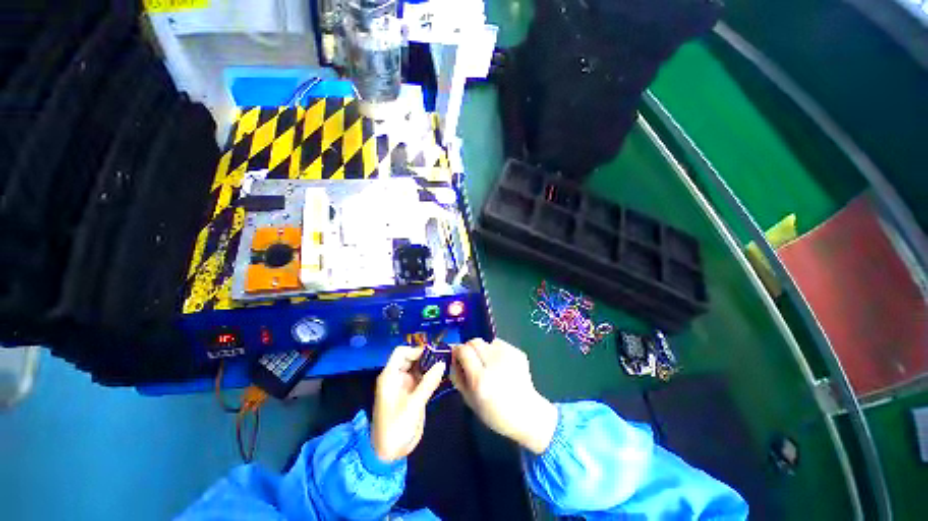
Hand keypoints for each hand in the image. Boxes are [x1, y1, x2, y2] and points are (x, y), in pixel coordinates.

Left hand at [371, 346, 444, 462]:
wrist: (389, 454)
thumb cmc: (396, 427)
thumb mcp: (413, 405)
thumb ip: (428, 383)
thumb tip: (442, 363)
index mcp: (390, 376)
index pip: (401, 352)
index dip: (416, 350)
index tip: (433, 354)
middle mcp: (396, 377)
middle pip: (411, 358)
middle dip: (426, 356)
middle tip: (443, 357)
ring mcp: (404, 385)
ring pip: (418, 368)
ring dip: (430, 365)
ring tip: (445, 364)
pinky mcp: (411, 393)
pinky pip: (421, 378)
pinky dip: (430, 375)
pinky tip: (442, 375)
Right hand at [450, 339, 557, 453]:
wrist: (527, 414)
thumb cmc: (495, 413)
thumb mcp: (469, 400)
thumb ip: (458, 376)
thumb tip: (452, 356)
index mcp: (480, 379)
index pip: (463, 350)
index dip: (458, 352)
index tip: (457, 357)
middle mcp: (494, 363)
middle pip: (474, 341)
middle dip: (470, 349)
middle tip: (473, 362)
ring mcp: (508, 356)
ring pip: (487, 342)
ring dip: (484, 351)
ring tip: (490, 366)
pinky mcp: (517, 352)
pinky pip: (499, 344)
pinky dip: (496, 352)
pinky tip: (501, 366)